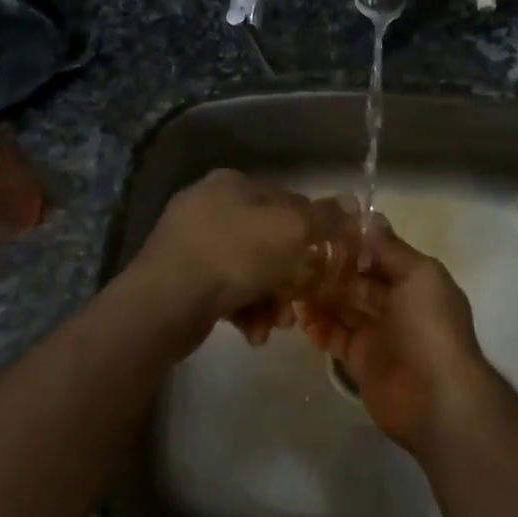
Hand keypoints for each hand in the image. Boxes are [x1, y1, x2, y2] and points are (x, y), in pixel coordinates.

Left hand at [130, 169, 318, 353]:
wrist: (166, 302)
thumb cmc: (233, 254)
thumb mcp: (291, 230)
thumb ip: (324, 217)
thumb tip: (351, 203)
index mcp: (232, 184)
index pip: (286, 200)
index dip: (311, 230)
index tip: (323, 260)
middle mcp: (208, 206)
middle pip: (267, 239)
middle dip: (288, 275)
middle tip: (300, 301)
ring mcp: (188, 242)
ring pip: (247, 269)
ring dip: (268, 298)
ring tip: (275, 325)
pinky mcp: (178, 277)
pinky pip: (223, 289)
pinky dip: (243, 309)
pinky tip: (251, 332)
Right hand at [301, 217, 498, 454]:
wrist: (436, 398)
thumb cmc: (430, 327)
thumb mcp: (419, 275)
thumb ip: (392, 249)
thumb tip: (372, 217)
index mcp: (414, 280)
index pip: (378, 254)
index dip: (353, 243)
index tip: (320, 230)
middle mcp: (396, 303)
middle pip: (357, 280)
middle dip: (331, 270)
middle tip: (295, 260)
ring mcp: (378, 332)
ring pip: (342, 307)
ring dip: (319, 297)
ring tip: (291, 287)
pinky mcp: (360, 360)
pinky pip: (334, 337)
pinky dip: (318, 327)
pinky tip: (300, 318)